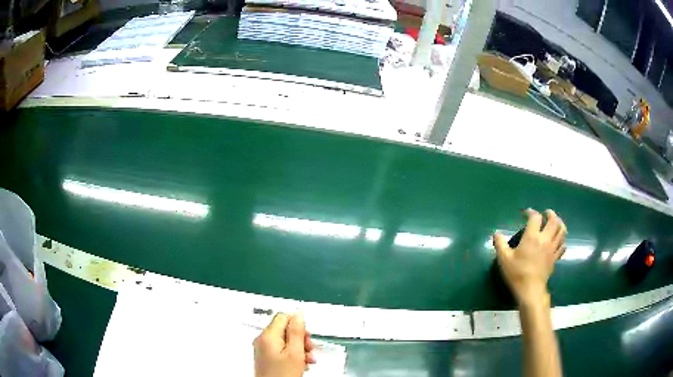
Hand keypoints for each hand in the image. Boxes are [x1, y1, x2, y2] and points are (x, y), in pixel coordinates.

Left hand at [254, 313, 315, 376]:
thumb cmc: (283, 374)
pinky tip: (300, 364)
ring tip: (307, 360)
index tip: (307, 336)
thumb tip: (298, 314)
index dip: (298, 324)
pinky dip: (292, 355)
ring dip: (299, 348)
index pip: (283, 316)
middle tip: (309, 350)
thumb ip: (297, 332)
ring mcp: (263, 350)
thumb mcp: (295, 352)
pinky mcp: (266, 358)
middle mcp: (262, 340)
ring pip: (285, 341)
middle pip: (285, 329)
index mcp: (268, 335)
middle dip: (300, 339)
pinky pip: (281, 350)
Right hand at [493, 209, 566, 305]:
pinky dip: (562, 239)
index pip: (535, 217)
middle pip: (554, 220)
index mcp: (532, 237)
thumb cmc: (517, 273)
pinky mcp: (556, 257)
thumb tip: (496, 233)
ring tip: (555, 223)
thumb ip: (500, 244)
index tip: (526, 214)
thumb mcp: (504, 259)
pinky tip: (558, 240)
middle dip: (550, 214)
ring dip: (559, 223)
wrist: (530, 289)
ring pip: (562, 230)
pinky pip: (563, 244)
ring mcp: (552, 248)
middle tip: (545, 214)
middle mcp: (545, 239)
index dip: (531, 212)